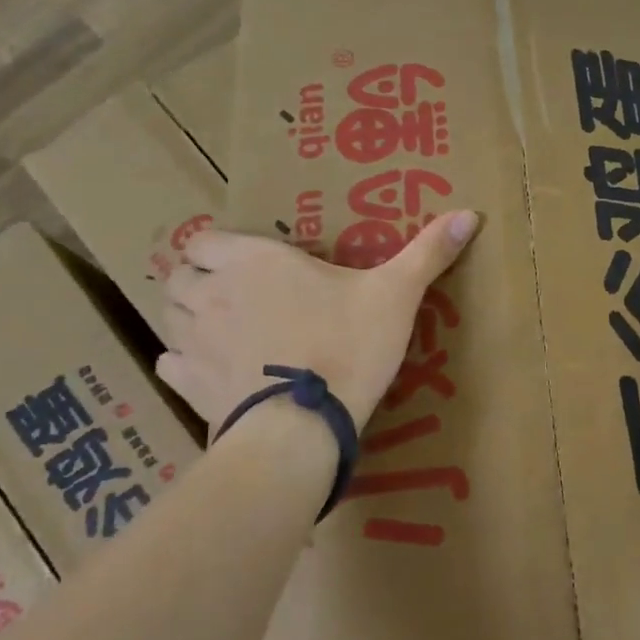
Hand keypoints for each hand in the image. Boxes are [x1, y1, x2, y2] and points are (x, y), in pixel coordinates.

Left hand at [156, 212, 479, 430]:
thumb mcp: (396, 295)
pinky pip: (169, 362)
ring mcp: (196, 341)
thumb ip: (428, 252)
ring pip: (168, 314)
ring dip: (185, 313)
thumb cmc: (347, 346)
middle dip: (196, 278)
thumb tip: (471, 213)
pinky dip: (181, 360)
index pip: (205, 239)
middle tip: (229, 291)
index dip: (217, 247)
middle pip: (179, 274)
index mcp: (255, 261)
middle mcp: (214, 293)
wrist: (304, 426)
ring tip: (217, 324)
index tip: (243, 259)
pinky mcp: (190, 384)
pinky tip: (203, 367)